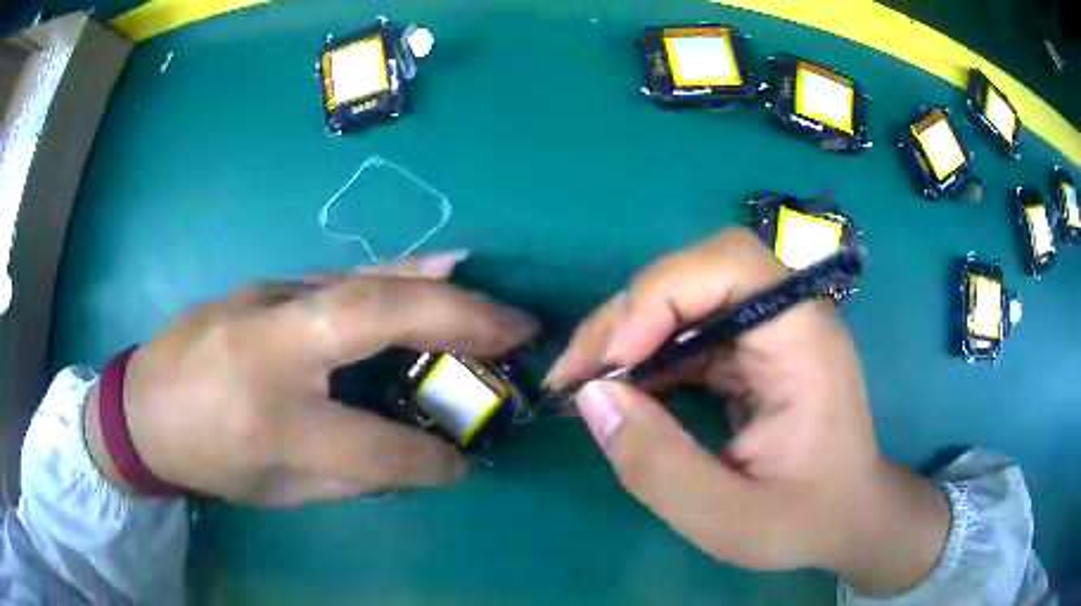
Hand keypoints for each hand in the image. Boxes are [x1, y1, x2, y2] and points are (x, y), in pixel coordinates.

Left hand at [84, 251, 537, 505]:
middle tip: (518, 331)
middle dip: (460, 322)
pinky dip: (399, 273)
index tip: (463, 462)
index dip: (426, 459)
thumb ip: (350, 476)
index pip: (371, 445)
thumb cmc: (207, 459)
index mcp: (270, 420)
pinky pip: (344, 277)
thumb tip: (418, 458)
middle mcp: (269, 349)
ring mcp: (265, 301)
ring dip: (437, 287)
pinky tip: (437, 266)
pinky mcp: (266, 283)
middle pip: (374, 320)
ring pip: (363, 282)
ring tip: (492, 300)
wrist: (144, 404)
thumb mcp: (276, 490)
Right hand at [546, 229, 947, 594]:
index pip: (730, 265)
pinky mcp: (753, 350)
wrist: (847, 518)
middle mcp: (789, 318)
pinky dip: (646, 356)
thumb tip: (592, 396)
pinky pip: (688, 332)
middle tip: (578, 374)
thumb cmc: (804, 521)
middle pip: (698, 272)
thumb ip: (659, 466)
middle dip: (629, 315)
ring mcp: (770, 331)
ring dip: (628, 335)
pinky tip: (623, 392)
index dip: (660, 296)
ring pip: (684, 298)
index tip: (611, 364)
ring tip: (585, 384)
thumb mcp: (727, 519)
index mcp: (804, 342)